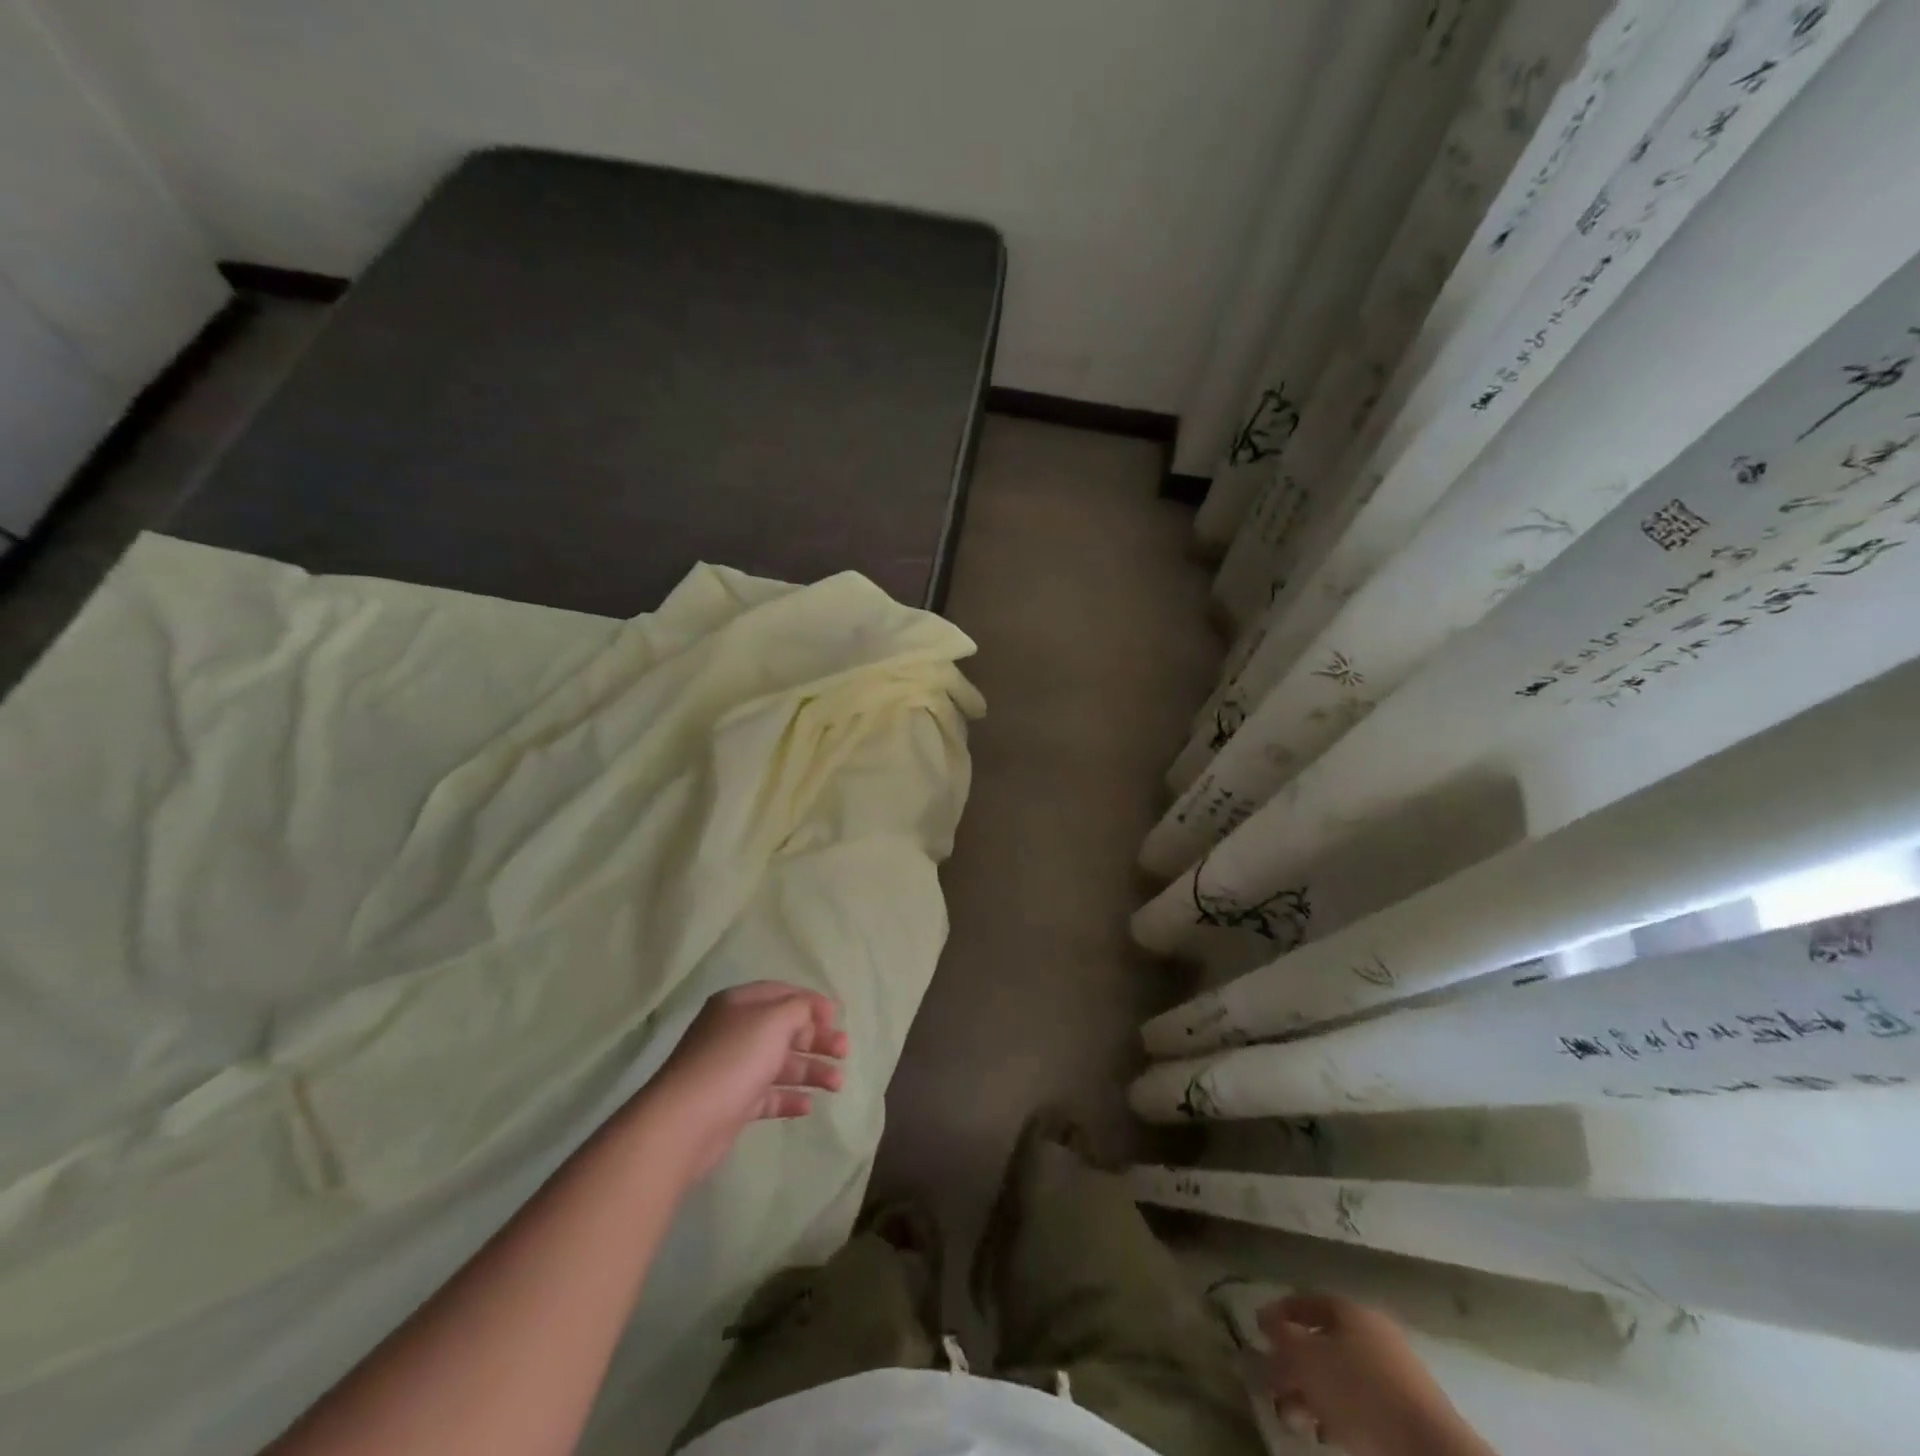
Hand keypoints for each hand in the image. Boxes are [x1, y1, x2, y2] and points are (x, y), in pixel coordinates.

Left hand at [637, 981, 847, 1183]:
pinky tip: (808, 1106)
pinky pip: (767, 1095)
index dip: (812, 1003)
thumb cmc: (735, 1059)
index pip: (782, 993)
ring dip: (811, 1071)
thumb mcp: (774, 1020)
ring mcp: (733, 1068)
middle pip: (785, 1029)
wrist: (686, 1121)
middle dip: (817, 1039)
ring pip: (780, 1063)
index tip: (837, 1017)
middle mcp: (735, 1031)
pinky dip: (789, 1097)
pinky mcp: (733, 1103)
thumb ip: (800, 1009)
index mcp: (740, 1003)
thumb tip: (810, 1011)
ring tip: (837, 1085)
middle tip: (844, 1052)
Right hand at [1259, 1294, 1487, 1455]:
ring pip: (1338, 1375)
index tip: (1257, 1334)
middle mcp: (1371, 1332)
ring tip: (1292, 1419)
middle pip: (1320, 1342)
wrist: (1431, 1451)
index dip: (1278, 1314)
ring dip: (1310, 1394)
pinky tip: (1323, 1433)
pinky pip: (1359, 1402)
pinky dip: (1336, 1413)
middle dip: (1292, 1365)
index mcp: (1349, 1310)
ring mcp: (1392, 1372)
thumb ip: (1280, 1338)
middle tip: (1271, 1387)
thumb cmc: (1360, 1391)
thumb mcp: (1306, 1359)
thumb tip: (1264, 1319)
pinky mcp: (1404, 1411)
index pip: (1304, 1302)